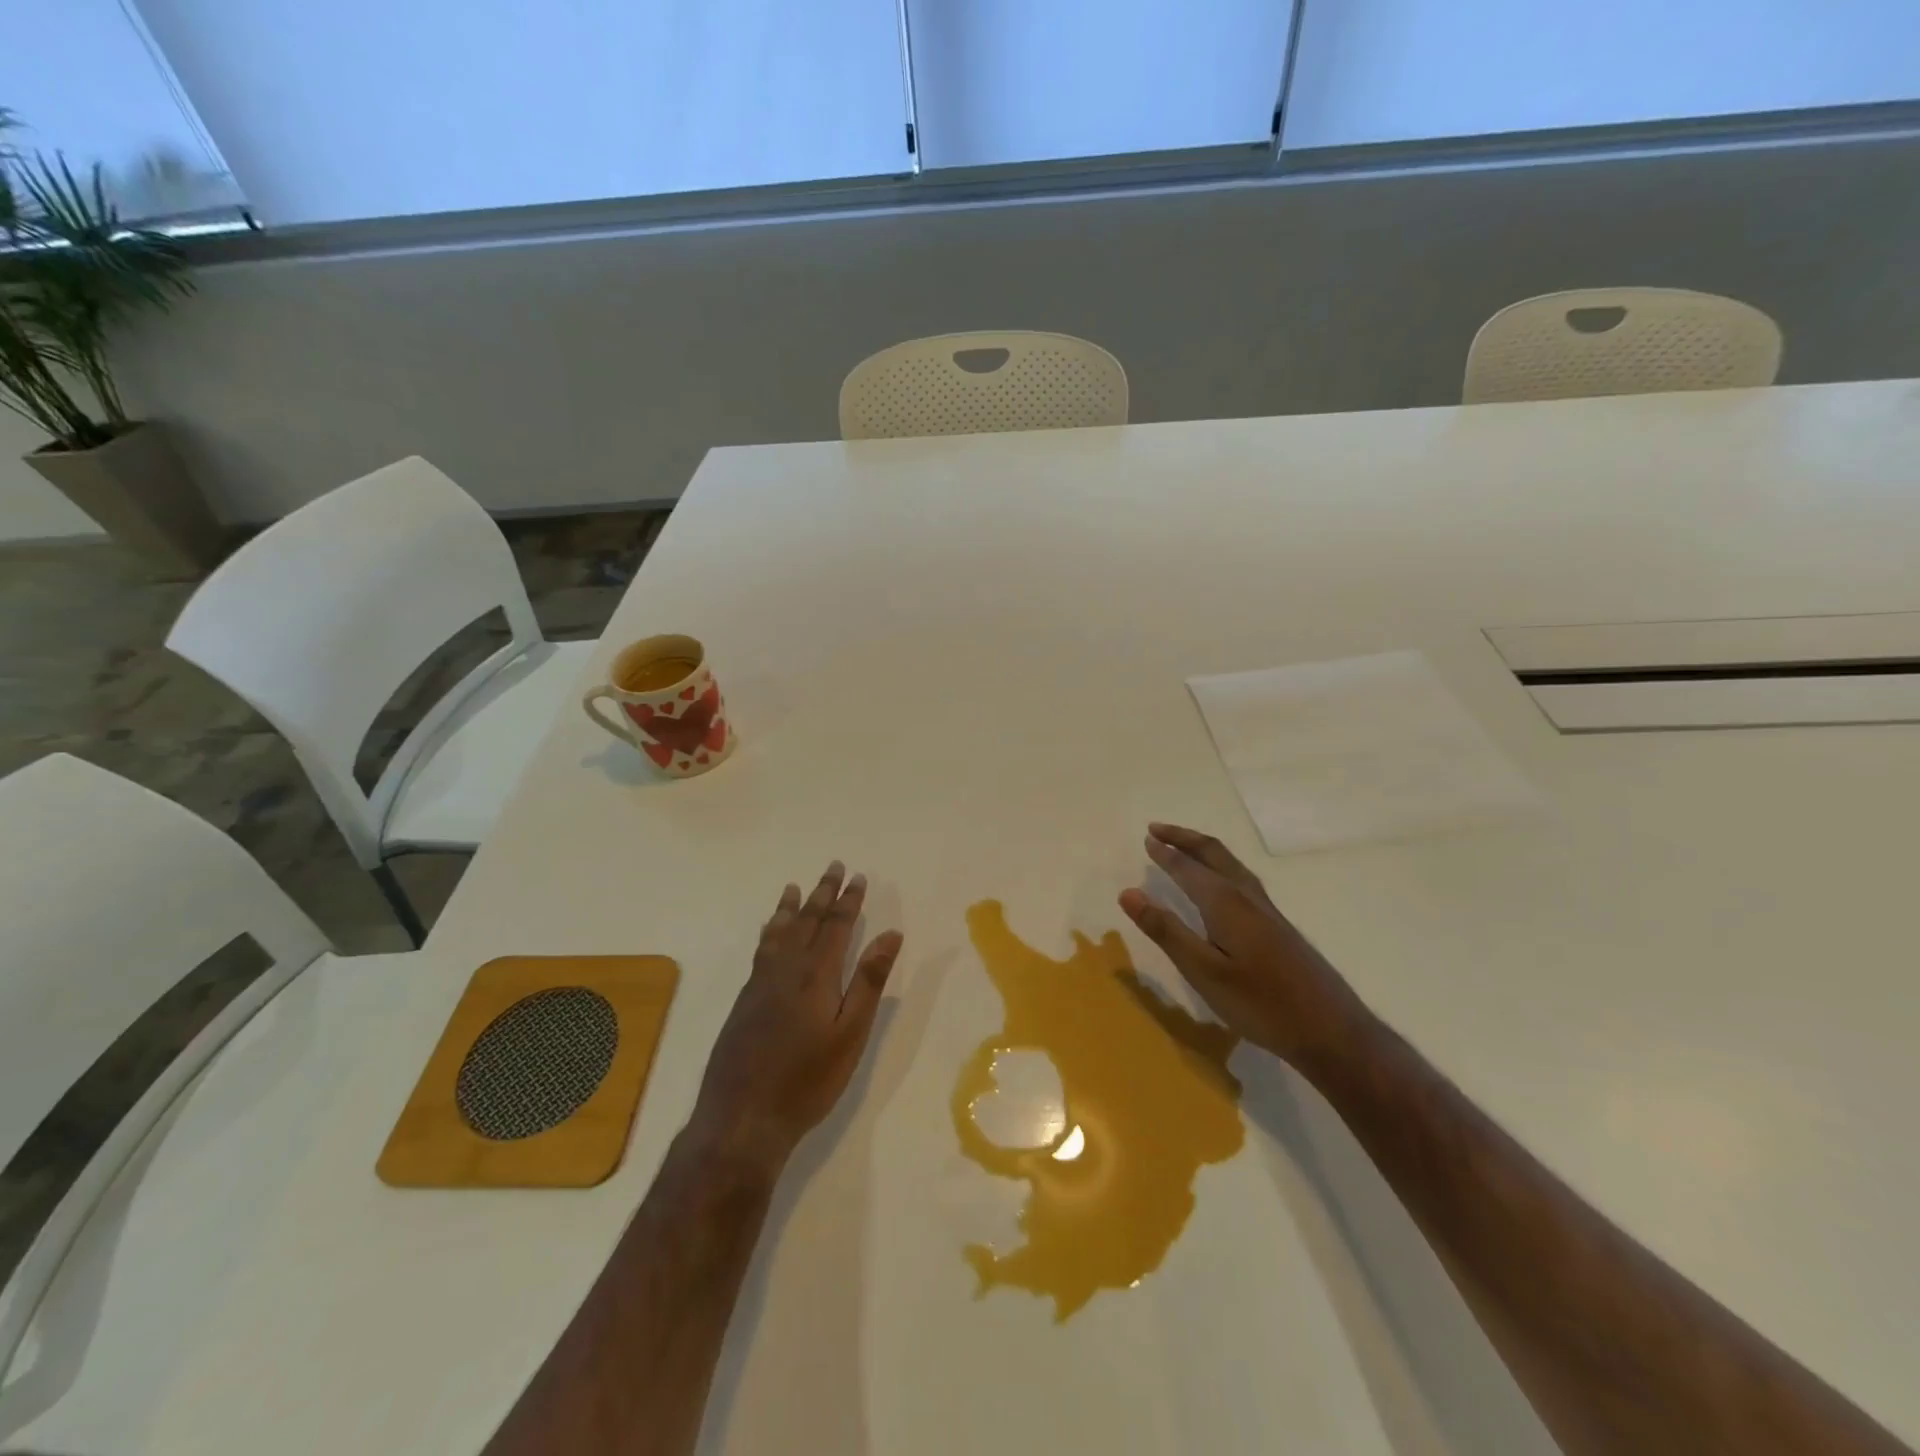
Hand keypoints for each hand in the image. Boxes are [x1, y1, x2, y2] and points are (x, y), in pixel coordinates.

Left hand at [688, 862, 903, 1172]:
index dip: (849, 900)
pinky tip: (769, 931)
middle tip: (833, 866)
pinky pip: (761, 949)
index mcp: (816, 974)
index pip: (836, 926)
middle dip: (823, 892)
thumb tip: (891, 934)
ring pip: (779, 932)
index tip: (858, 877)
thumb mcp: (850, 1034)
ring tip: (795, 886)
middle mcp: (786, 968)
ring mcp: (761, 983)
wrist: (742, 1117)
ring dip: (791, 907)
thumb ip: (869, 981)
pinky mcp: (745, 999)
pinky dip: (769, 931)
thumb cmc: (807, 1080)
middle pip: (807, 920)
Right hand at [1119, 823, 1366, 1071]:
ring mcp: (1267, 909)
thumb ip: (1166, 930)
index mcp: (1225, 902)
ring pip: (1231, 864)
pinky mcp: (1278, 925)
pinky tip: (1220, 883)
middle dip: (1184, 838)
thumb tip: (1128, 892)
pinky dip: (1219, 865)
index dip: (1165, 853)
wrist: (1330, 1030)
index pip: (1188, 867)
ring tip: (1183, 847)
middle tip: (1157, 829)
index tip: (1146, 839)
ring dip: (1203, 849)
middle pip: (1214, 853)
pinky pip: (1241, 877)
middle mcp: (1247, 896)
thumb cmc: (1260, 1003)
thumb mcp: (1203, 971)